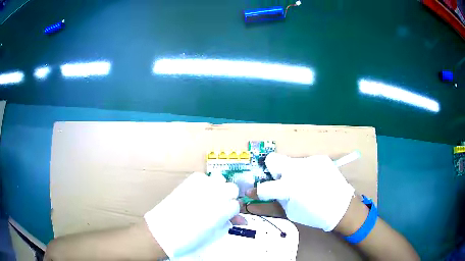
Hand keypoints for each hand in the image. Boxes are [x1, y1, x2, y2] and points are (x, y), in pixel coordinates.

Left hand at [144, 172, 244, 258]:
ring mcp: (202, 186)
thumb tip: (239, 220)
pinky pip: (203, 177)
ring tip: (210, 198)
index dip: (233, 212)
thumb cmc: (189, 239)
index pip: (236, 205)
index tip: (228, 216)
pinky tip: (199, 193)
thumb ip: (227, 224)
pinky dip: (204, 183)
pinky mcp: (189, 181)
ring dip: (218, 188)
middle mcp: (215, 195)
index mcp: (222, 211)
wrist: (164, 232)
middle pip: (232, 188)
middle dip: (229, 197)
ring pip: (219, 179)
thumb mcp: (213, 235)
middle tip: (221, 205)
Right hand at [247, 152, 354, 231]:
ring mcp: (310, 161)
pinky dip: (305, 171)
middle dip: (272, 170)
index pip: (264, 186)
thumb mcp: (290, 213)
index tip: (254, 193)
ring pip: (290, 162)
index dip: (257, 191)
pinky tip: (314, 180)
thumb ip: (273, 203)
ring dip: (291, 172)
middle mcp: (297, 169)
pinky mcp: (320, 158)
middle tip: (281, 182)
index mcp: (290, 187)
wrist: (341, 207)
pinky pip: (305, 163)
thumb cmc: (314, 215)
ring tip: (303, 184)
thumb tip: (256, 199)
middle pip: (272, 159)